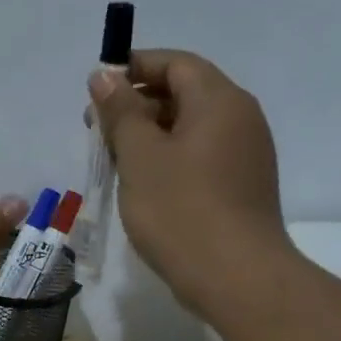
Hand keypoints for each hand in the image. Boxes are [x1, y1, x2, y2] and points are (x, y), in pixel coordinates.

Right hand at [90, 50, 294, 313]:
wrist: (236, 277)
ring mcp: (245, 154)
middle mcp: (240, 118)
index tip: (96, 89)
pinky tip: (142, 183)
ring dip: (148, 134)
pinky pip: (200, 156)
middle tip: (95, 129)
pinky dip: (168, 158)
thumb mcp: (140, 155)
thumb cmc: (181, 209)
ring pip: (190, 128)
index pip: (175, 63)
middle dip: (136, 104)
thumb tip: (105, 75)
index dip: (134, 67)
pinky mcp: (241, 186)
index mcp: (219, 101)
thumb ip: (120, 111)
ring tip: (112, 159)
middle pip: (184, 93)